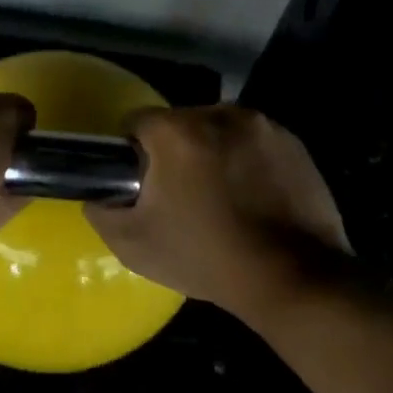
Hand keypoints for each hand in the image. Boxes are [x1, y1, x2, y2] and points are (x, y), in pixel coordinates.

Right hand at [85, 105, 349, 319]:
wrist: (293, 279)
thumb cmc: (206, 257)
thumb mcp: (133, 244)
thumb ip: (101, 211)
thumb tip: (99, 195)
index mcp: (176, 131)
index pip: (135, 122)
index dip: (131, 153)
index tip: (141, 184)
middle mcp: (219, 113)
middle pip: (179, 123)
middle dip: (173, 151)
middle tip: (180, 196)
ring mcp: (262, 125)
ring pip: (217, 130)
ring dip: (211, 152)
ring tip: (220, 198)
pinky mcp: (293, 142)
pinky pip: (252, 142)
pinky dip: (246, 161)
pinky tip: (252, 198)